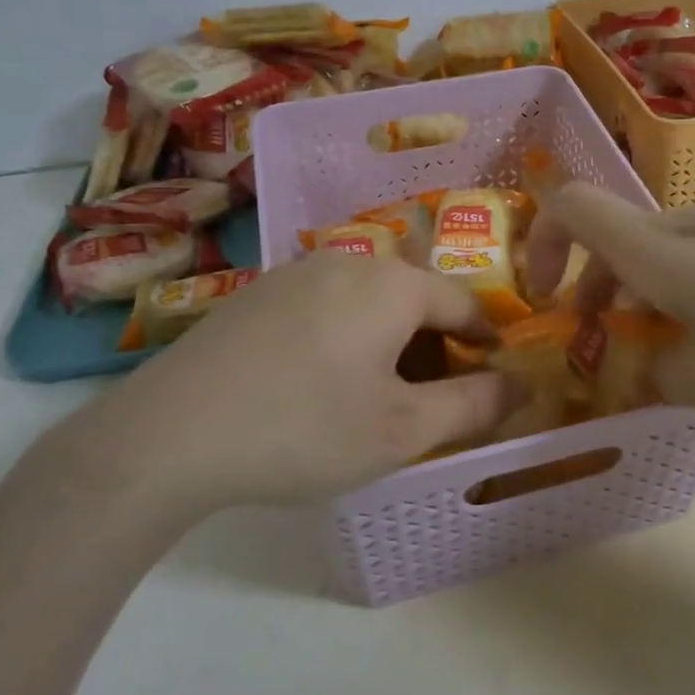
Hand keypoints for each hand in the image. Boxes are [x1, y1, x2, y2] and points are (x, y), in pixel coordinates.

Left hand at [46, 252, 511, 523]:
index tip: (492, 377)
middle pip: (415, 297)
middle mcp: (350, 261)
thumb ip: (474, 405)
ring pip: (369, 300)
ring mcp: (297, 272)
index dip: (487, 341)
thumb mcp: (403, 430)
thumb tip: (523, 385)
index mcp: (393, 284)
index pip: (464, 302)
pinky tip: (321, 382)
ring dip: (390, 340)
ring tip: (377, 394)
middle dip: (435, 344)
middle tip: (431, 399)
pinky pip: (327, 305)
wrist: (171, 434)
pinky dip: (346, 335)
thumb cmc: (305, 429)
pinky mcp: (259, 293)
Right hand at [526, 185, 694, 419]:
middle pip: (619, 240)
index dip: (540, 244)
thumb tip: (648, 364)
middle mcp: (692, 222)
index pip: (571, 207)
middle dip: (600, 295)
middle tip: (617, 353)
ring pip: (671, 253)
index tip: (544, 298)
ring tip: (690, 359)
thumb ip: (661, 375)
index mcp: (657, 249)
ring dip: (655, 299)